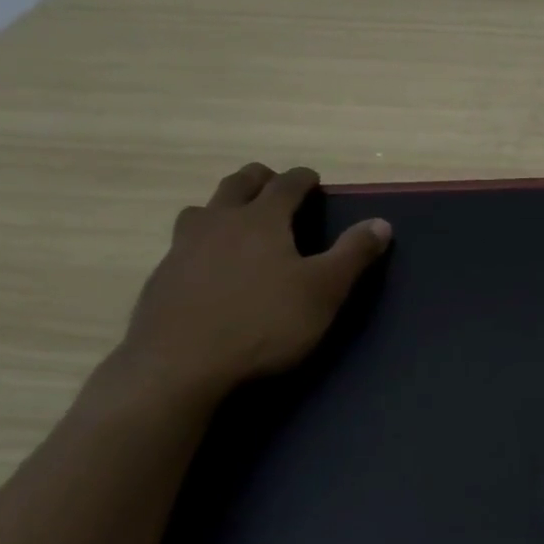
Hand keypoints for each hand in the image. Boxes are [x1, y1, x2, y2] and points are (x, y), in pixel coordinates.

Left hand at [112, 163, 391, 402]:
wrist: (180, 365)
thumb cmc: (264, 323)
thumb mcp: (324, 291)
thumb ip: (353, 254)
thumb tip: (381, 223)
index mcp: (262, 219)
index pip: (286, 184)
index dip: (303, 178)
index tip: (313, 179)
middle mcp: (219, 222)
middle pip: (239, 184)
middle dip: (260, 179)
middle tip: (275, 186)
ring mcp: (183, 247)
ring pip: (203, 210)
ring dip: (224, 206)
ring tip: (236, 220)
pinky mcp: (162, 277)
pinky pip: (183, 244)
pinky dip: (201, 241)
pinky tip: (207, 266)